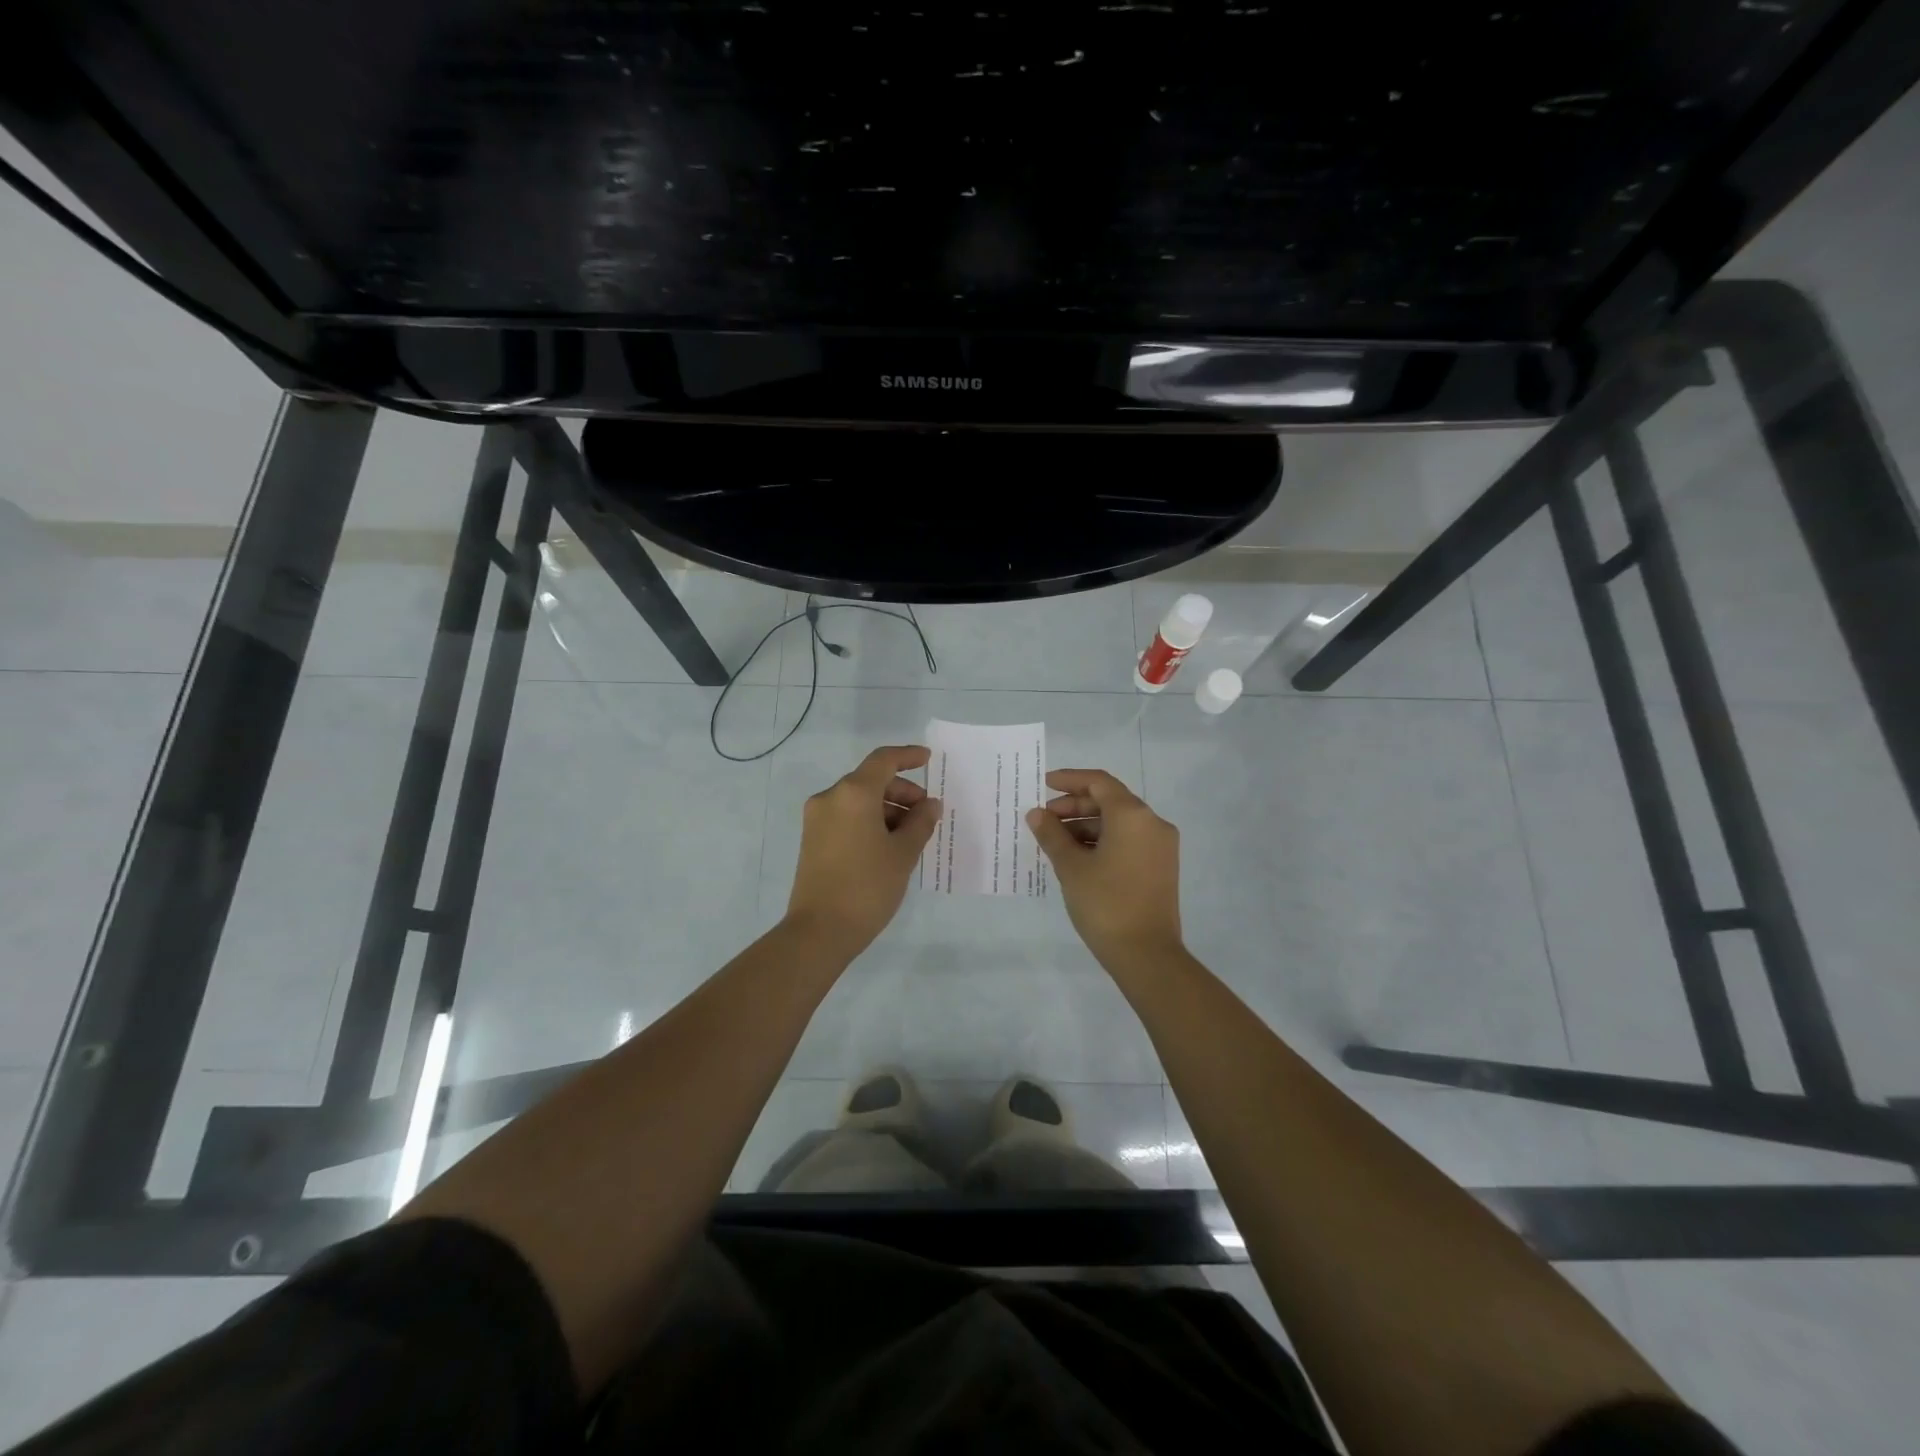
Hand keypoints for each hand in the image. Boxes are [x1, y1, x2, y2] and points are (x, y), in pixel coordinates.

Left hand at [785, 745, 942, 959]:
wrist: (819, 931)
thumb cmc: (867, 886)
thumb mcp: (903, 853)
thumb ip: (921, 822)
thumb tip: (930, 805)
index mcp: (853, 793)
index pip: (883, 761)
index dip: (908, 756)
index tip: (929, 760)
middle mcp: (830, 798)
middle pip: (871, 780)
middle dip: (902, 791)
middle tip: (926, 814)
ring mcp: (817, 819)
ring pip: (859, 800)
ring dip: (887, 809)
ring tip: (911, 835)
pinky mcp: (812, 839)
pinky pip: (847, 817)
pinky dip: (870, 821)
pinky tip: (889, 845)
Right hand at [1026, 768, 1183, 974]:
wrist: (1147, 955)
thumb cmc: (1106, 903)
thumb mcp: (1071, 867)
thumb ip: (1051, 835)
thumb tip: (1037, 815)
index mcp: (1132, 815)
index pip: (1098, 782)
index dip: (1069, 780)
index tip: (1044, 785)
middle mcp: (1152, 823)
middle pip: (1109, 801)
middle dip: (1074, 806)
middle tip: (1044, 819)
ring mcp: (1160, 846)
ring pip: (1119, 822)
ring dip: (1086, 826)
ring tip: (1055, 841)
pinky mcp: (1161, 867)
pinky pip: (1128, 841)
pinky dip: (1103, 841)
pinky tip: (1078, 857)